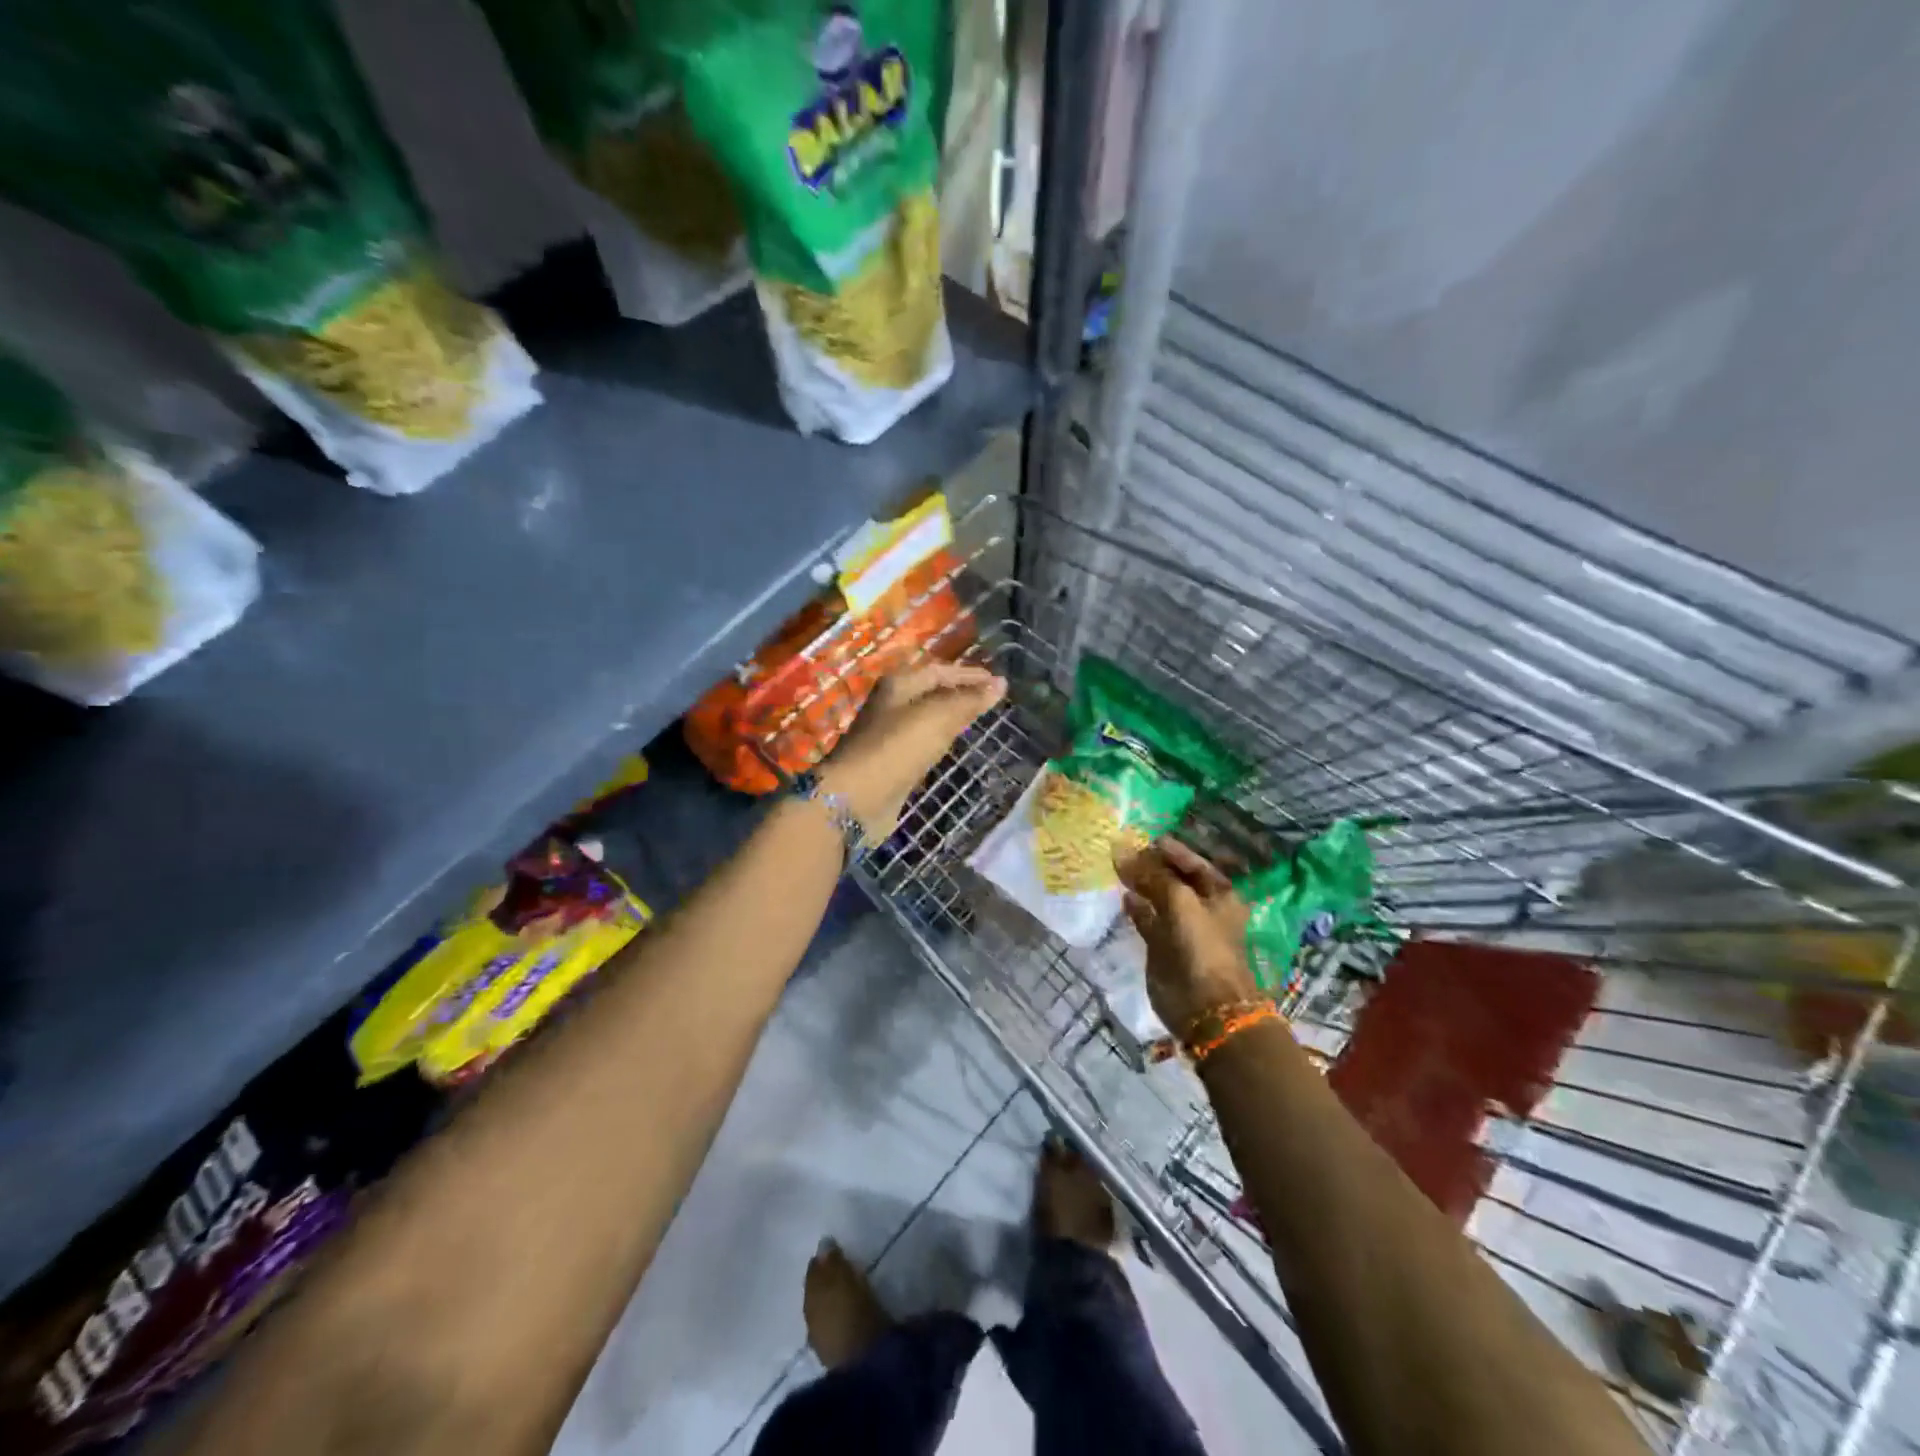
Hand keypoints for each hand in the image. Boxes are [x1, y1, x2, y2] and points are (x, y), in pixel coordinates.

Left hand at [820, 662, 1006, 839]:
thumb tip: (1000, 684)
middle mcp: (891, 705)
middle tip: (992, 699)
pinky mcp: (891, 762)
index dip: (969, 674)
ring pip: (926, 718)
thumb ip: (969, 701)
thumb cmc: (897, 749)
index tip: (998, 682)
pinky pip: (921, 742)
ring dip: (951, 716)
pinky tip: (952, 746)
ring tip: (978, 719)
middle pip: (931, 692)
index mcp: (899, 685)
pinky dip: (939, 740)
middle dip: (961, 692)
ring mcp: (889, 734)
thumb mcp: (937, 718)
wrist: (856, 799)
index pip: (940, 670)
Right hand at [1117, 838, 1260, 1037]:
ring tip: (1118, 869)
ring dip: (1141, 885)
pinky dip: (1136, 908)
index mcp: (1219, 894)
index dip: (1171, 850)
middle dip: (1152, 865)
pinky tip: (1122, 897)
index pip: (1193, 863)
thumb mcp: (1180, 902)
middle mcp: (1202, 908)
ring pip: (1159, 899)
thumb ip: (1151, 875)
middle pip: (1174, 879)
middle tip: (1125, 850)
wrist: (1206, 1006)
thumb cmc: (1202, 946)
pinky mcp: (1163, 947)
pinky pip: (1148, 920)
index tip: (1145, 838)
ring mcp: (1182, 929)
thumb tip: (1122, 850)